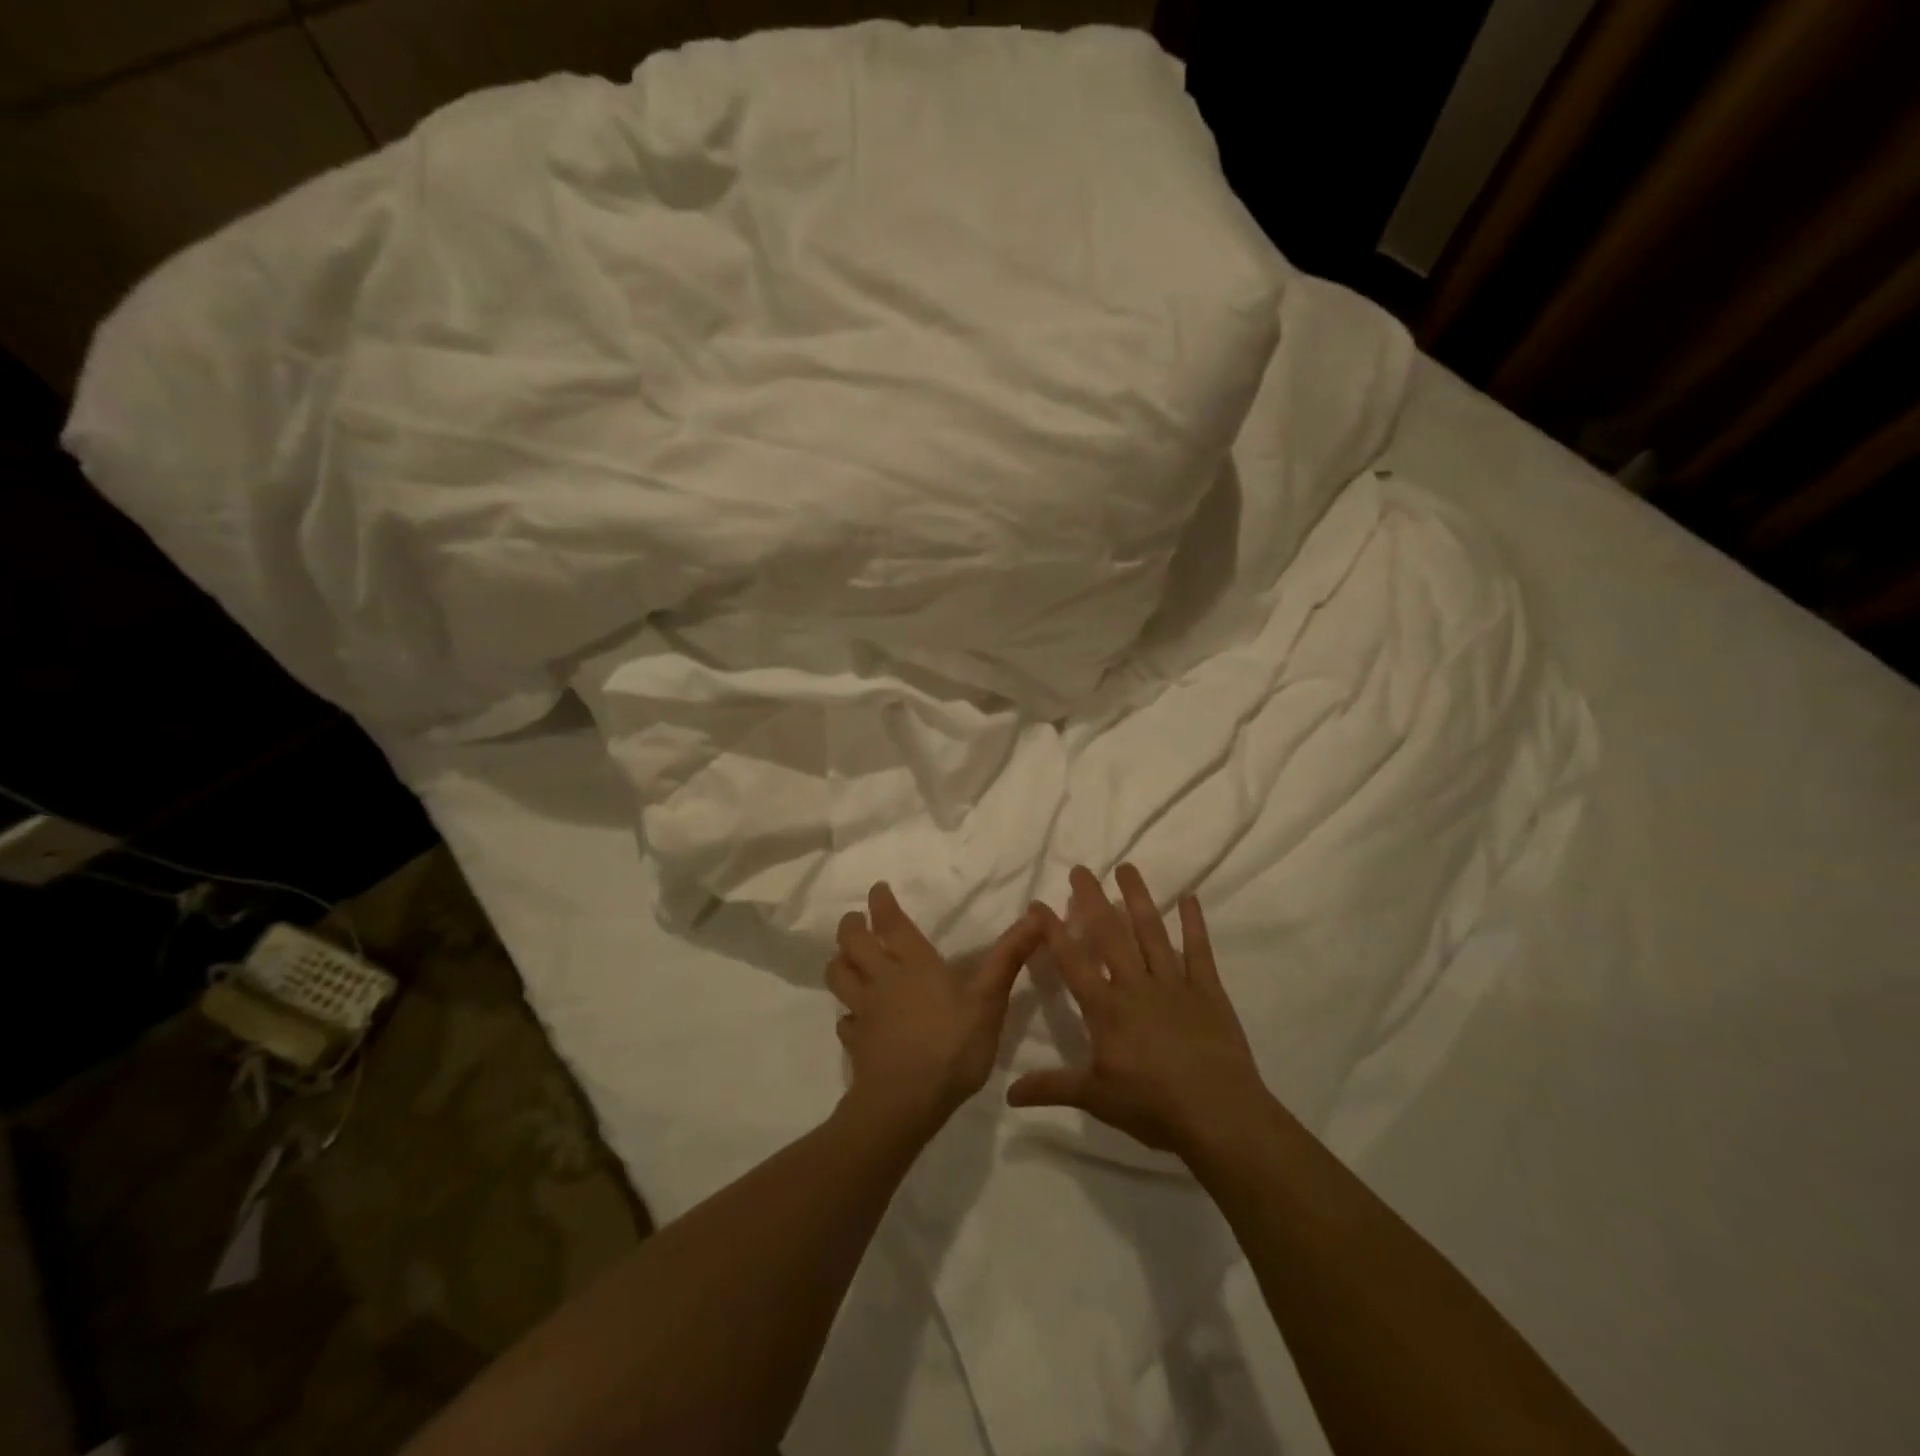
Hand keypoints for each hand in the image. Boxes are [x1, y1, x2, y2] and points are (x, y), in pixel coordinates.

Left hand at [828, 882, 1041, 1140]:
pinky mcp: (856, 1043)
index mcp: (914, 964)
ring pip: (838, 976)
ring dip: (839, 962)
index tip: (877, 889)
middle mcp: (883, 979)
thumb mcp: (989, 1000)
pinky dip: (847, 1015)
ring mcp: (864, 1011)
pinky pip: (844, 1022)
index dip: (881, 903)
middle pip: (853, 943)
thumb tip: (1036, 916)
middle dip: (851, 926)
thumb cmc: (952, 1045)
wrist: (906, 1102)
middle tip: (855, 919)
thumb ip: (1008, 958)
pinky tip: (854, 1020)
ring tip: (845, 959)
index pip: (891, 923)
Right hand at [1007, 864, 1271, 1161]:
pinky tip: (1189, 897)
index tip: (1038, 904)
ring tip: (1127, 868)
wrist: (1218, 1115)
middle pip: (1110, 934)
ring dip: (1138, 898)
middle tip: (1081, 869)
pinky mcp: (1208, 990)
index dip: (1053, 932)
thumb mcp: (1095, 1098)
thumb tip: (1009, 1094)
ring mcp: (1174, 984)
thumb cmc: (1152, 1106)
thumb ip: (1052, 1087)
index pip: (1072, 962)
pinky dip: (1194, 923)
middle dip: (1093, 900)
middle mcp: (1136, 986)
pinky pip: (1199, 950)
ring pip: (1151, 932)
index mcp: (1106, 1008)